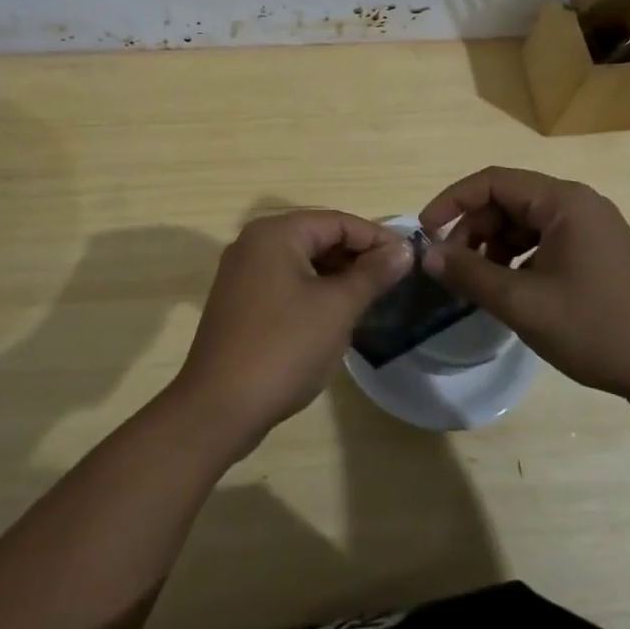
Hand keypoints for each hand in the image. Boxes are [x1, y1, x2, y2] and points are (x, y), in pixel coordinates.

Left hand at [171, 211, 413, 454]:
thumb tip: (404, 249)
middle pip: (317, 236)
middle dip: (357, 256)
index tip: (410, 260)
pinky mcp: (239, 301)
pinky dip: (314, 290)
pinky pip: (285, 282)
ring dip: (337, 274)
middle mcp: (254, 243)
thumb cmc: (284, 348)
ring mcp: (242, 273)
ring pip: (302, 261)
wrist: (219, 407)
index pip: (337, 221)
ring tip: (373, 297)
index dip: (376, 238)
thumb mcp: (337, 308)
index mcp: (275, 234)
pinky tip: (337, 314)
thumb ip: (372, 274)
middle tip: (395, 280)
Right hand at [419, 167, 629, 406]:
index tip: (425, 232)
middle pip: (508, 201)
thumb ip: (471, 274)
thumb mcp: (524, 303)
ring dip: (493, 247)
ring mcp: (592, 229)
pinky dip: (518, 259)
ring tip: (477, 284)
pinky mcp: (598, 253)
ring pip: (524, 223)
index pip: (492, 182)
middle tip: (450, 268)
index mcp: (563, 202)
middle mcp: (578, 204)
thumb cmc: (598, 328)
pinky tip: (510, 291)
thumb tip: (428, 254)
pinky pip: (544, 242)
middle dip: (472, 230)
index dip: (452, 201)